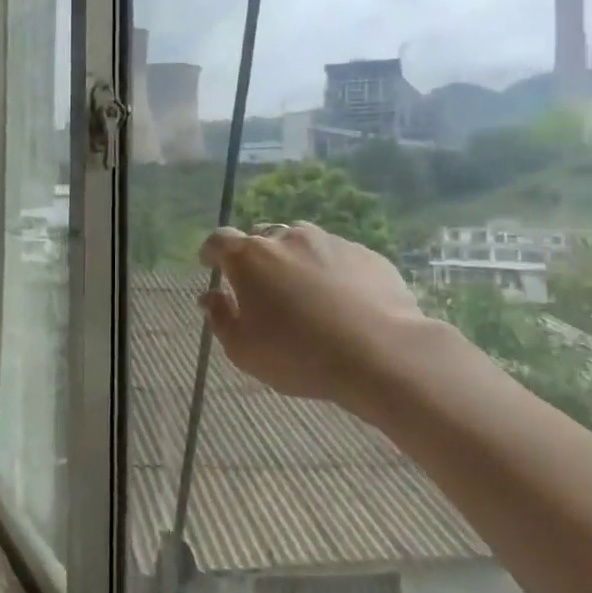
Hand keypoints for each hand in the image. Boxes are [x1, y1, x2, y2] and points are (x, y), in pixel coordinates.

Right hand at [199, 223, 432, 417]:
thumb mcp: (243, 349)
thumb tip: (210, 297)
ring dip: (294, 260)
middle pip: (261, 237)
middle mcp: (287, 239)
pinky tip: (341, 301)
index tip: (210, 264)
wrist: (381, 354)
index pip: (219, 240)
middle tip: (260, 287)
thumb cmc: (298, 355)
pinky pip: (338, 257)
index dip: (211, 251)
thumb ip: (220, 318)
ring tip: (303, 291)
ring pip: (301, 243)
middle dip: (254, 256)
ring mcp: (330, 242)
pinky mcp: (366, 255)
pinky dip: (330, 271)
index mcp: (250, 258)